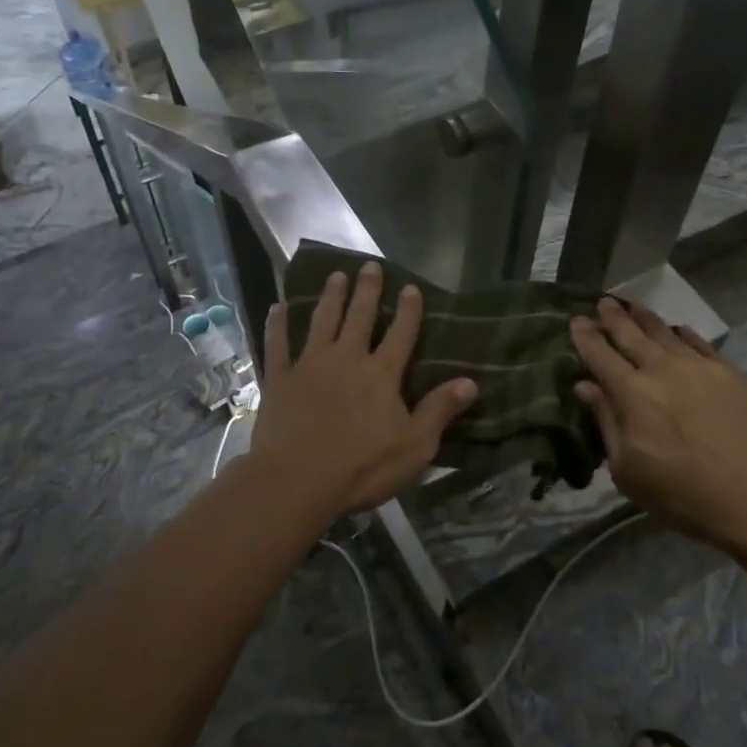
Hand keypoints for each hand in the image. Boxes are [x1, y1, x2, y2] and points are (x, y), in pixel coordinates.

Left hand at [243, 262, 476, 518]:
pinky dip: (277, 325)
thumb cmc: (362, 467)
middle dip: (367, 290)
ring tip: (335, 276)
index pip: (401, 334)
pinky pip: (277, 344)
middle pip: (359, 317)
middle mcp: (347, 358)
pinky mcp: (280, 378)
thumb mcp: (414, 446)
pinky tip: (276, 307)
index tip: (411, 286)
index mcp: (381, 374)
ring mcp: (310, 365)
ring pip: (322, 321)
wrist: (297, 480)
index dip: (408, 310)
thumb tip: (470, 381)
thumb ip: (439, 410)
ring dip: (330, 297)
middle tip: (369, 266)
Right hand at [571, 298, 746, 550]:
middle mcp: (662, 370)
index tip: (576, 320)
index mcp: (631, 394)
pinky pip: (700, 343)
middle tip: (603, 301)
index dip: (586, 337)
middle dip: (614, 317)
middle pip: (631, 335)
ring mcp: (699, 368)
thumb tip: (584, 386)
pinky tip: (678, 329)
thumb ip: (606, 422)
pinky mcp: (730, 373)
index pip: (600, 356)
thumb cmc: (683, 494)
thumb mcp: (628, 471)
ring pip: (665, 333)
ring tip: (632, 304)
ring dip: (645, 317)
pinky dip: (683, 333)